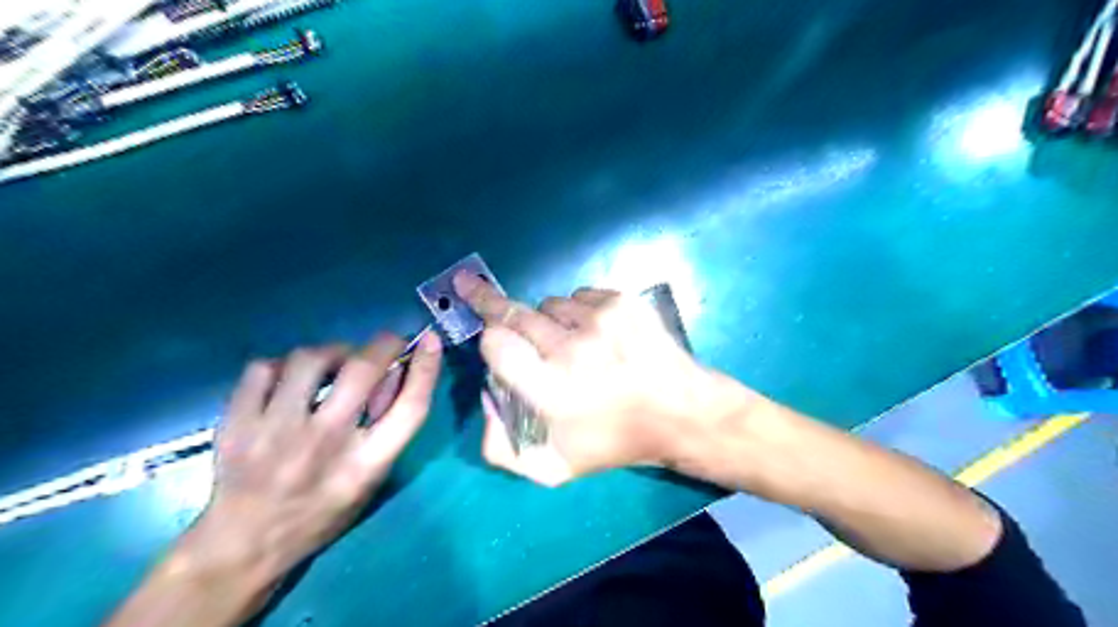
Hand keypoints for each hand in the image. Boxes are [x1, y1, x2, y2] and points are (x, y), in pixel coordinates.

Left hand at [178, 332, 440, 582]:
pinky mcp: (237, 424)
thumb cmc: (321, 513)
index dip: (426, 368)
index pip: (411, 407)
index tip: (430, 341)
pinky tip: (289, 379)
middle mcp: (326, 443)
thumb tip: (397, 371)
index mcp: (366, 465)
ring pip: (310, 359)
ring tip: (334, 364)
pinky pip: (264, 368)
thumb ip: (388, 428)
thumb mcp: (370, 480)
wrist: (244, 545)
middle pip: (363, 370)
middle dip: (382, 344)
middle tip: (386, 343)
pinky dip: (283, 365)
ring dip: (332, 352)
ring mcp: (276, 432)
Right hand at [450, 272, 739, 484]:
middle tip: (470, 287)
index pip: (496, 342)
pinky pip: (579, 296)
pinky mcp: (621, 301)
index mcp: (551, 390)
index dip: (490, 341)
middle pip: (513, 312)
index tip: (492, 342)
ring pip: (548, 304)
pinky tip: (596, 335)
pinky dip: (578, 312)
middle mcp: (572, 348)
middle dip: (492, 306)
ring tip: (572, 344)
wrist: (681, 413)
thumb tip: (486, 394)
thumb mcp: (551, 467)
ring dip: (548, 321)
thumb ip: (500, 445)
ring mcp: (600, 319)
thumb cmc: (614, 442)